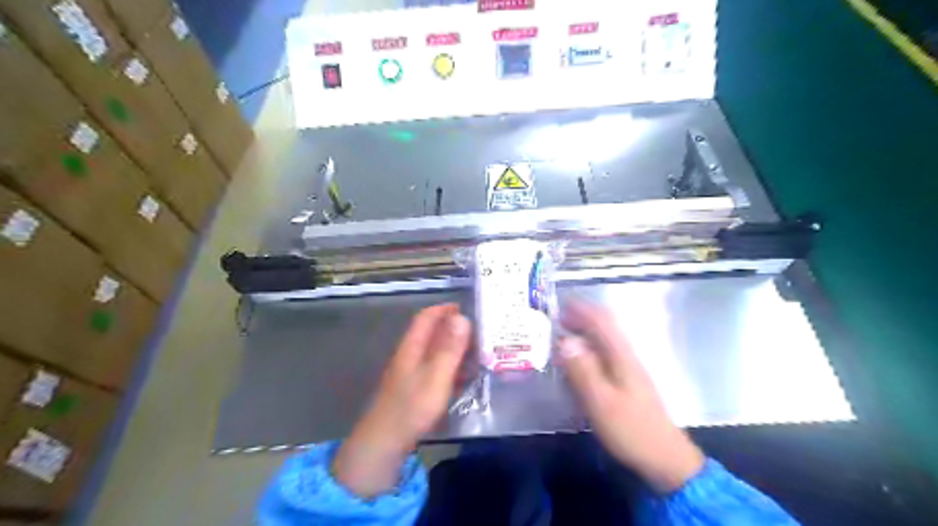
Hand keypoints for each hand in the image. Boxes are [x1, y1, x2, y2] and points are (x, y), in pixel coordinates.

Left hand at [334, 303, 472, 496]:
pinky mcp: (414, 391)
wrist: (384, 443)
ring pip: (435, 353)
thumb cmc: (412, 407)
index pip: (426, 318)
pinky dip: (451, 369)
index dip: (444, 309)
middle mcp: (410, 356)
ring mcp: (411, 374)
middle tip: (480, 332)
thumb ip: (449, 348)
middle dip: (454, 329)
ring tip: (478, 354)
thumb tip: (462, 317)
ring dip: (455, 350)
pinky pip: (436, 371)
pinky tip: (465, 378)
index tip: (466, 308)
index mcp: (412, 347)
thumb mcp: (436, 375)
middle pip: (431, 334)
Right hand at [556, 299, 702, 492]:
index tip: (561, 302)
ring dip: (583, 334)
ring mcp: (627, 370)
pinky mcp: (625, 383)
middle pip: (604, 328)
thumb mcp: (601, 401)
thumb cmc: (631, 429)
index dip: (582, 309)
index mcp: (621, 356)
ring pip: (603, 342)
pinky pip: (603, 357)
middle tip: (555, 319)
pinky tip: (575, 361)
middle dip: (581, 319)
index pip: (602, 322)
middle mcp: (626, 357)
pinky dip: (587, 351)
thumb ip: (582, 370)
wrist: (664, 458)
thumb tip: (564, 341)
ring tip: (560, 336)